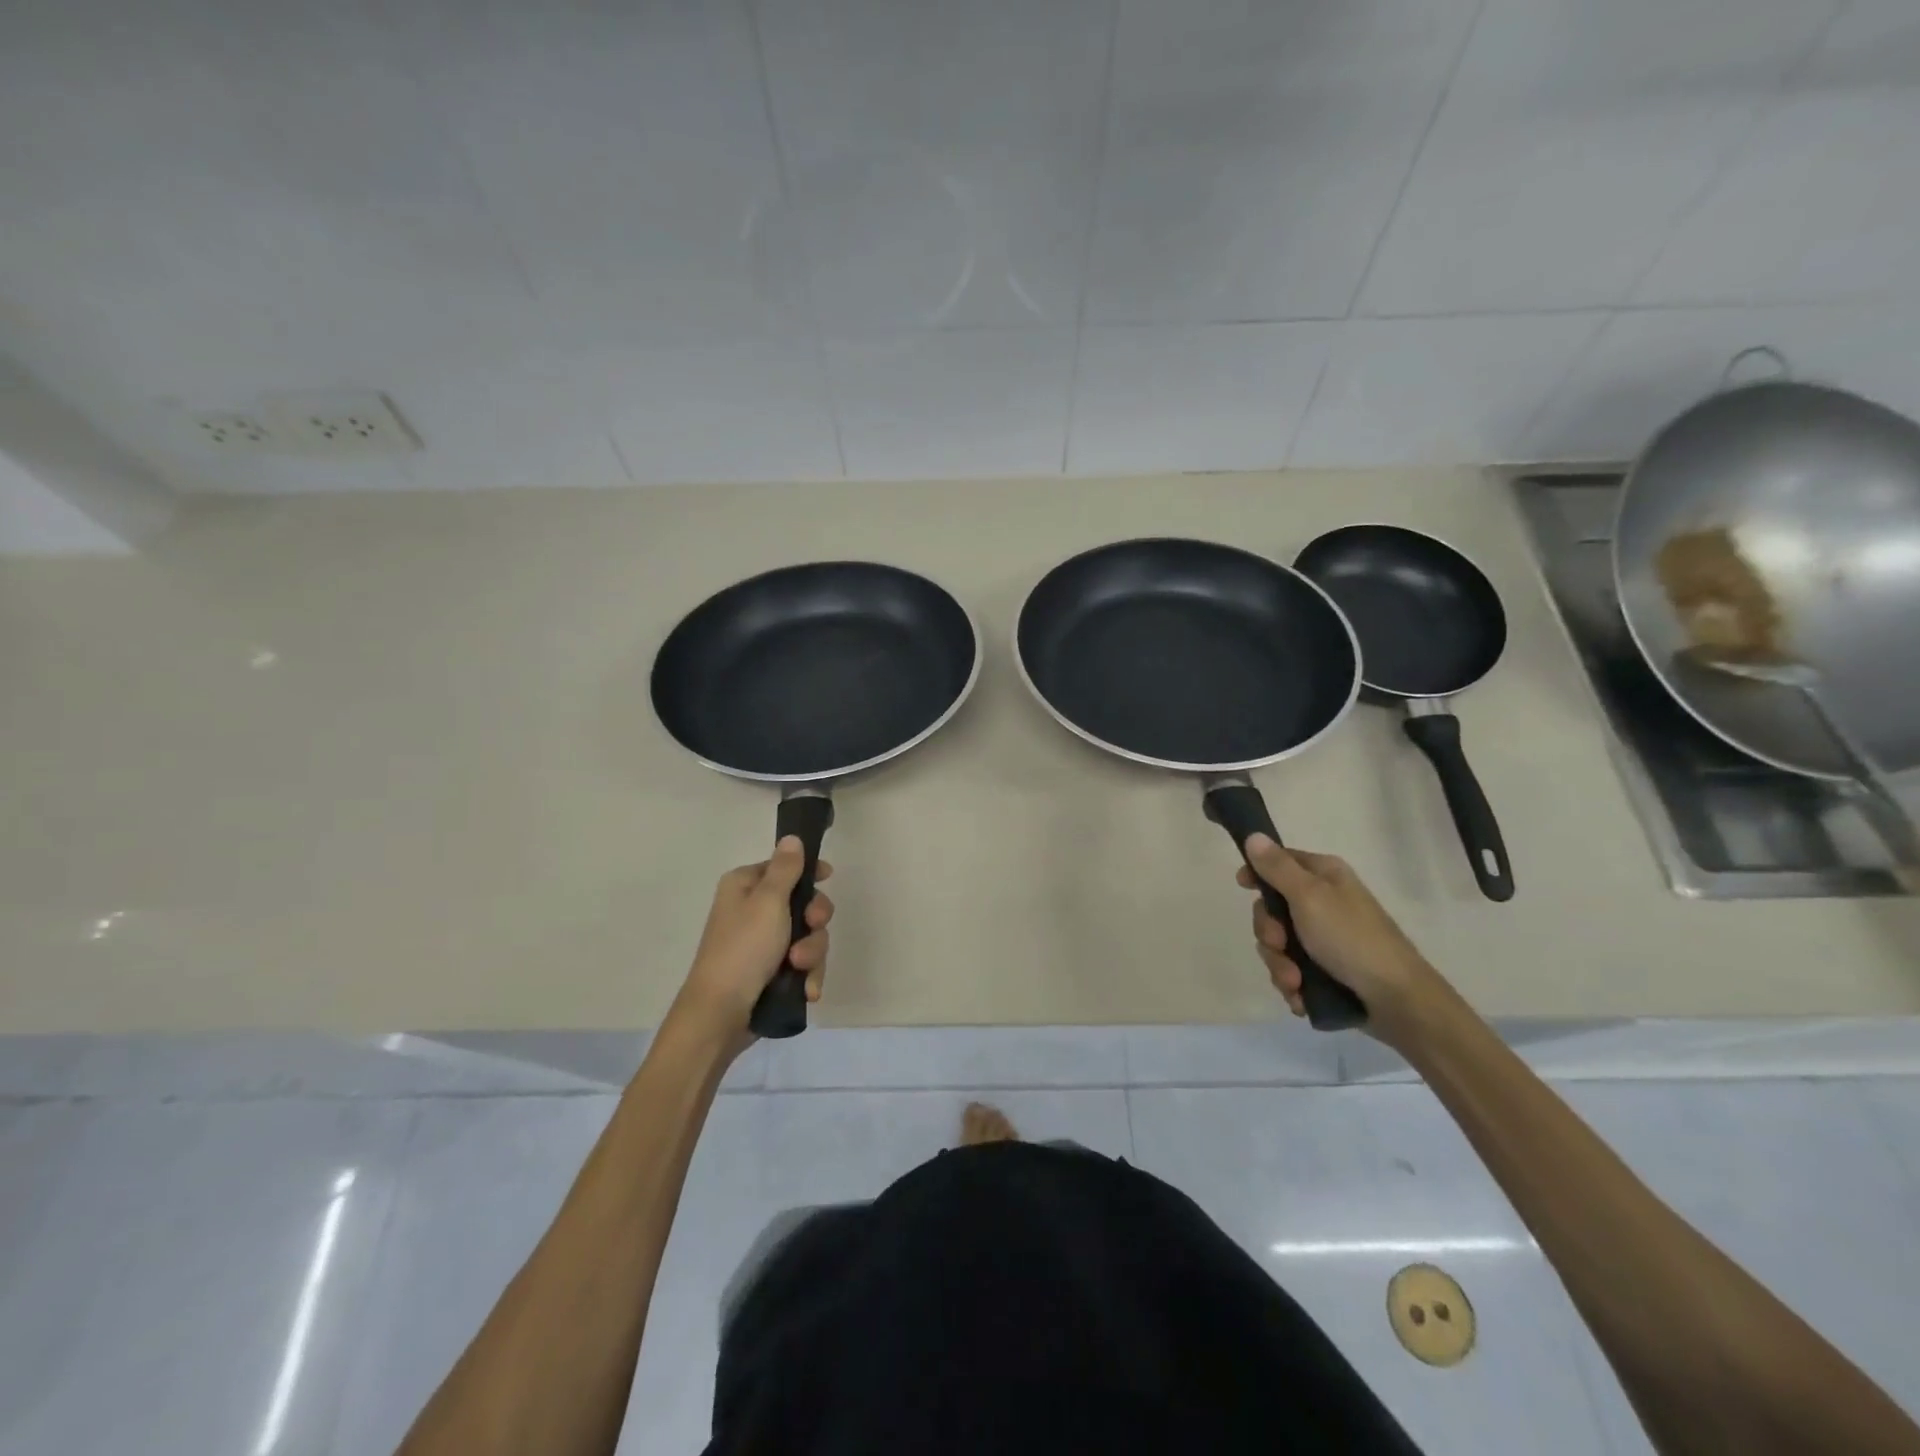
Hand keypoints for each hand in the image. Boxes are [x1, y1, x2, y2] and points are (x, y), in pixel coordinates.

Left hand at [670, 837, 833, 1047]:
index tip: (828, 877)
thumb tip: (791, 837)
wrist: (721, 1014)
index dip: (808, 872)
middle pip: (803, 903)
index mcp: (745, 886)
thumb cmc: (743, 949)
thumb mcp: (768, 902)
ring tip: (799, 969)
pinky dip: (807, 975)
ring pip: (808, 936)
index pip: (784, 866)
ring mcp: (762, 943)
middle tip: (812, 927)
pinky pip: (803, 963)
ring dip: (811, 952)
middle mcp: (752, 910)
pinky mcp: (771, 972)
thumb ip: (785, 869)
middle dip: (814, 922)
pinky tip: (806, 989)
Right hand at [1237, 835, 1453, 1050]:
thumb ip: (1277, 867)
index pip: (1280, 861)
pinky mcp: (1327, 969)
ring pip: (1279, 944)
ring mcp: (1325, 938)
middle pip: (1273, 908)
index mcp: (1324, 876)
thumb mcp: (1309, 897)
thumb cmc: (1351, 939)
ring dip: (1280, 965)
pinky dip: (1292, 984)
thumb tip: (1254, 835)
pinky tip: (1301, 996)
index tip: (1243, 887)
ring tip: (1295, 983)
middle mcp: (1324, 902)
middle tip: (1280, 945)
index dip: (1258, 872)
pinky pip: (1292, 970)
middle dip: (1269, 933)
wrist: (1397, 1000)